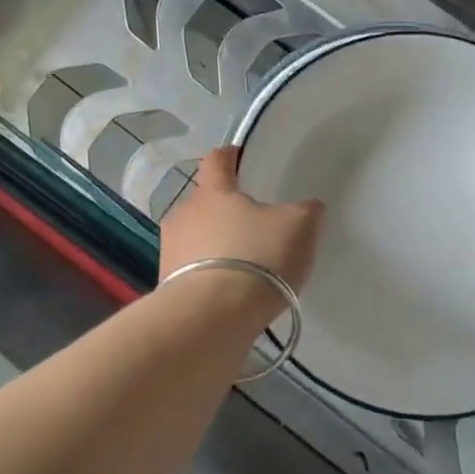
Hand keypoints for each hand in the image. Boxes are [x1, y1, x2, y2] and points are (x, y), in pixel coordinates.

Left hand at [160, 147, 324, 291]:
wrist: (212, 317)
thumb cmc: (256, 257)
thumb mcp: (298, 227)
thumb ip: (306, 211)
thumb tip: (307, 207)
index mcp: (213, 192)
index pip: (216, 161)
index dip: (229, 156)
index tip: (238, 156)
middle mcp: (184, 215)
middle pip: (204, 203)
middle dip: (224, 210)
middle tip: (250, 224)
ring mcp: (170, 251)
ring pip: (195, 238)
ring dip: (214, 245)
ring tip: (241, 264)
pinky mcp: (167, 286)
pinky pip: (192, 272)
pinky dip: (209, 276)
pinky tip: (229, 292)